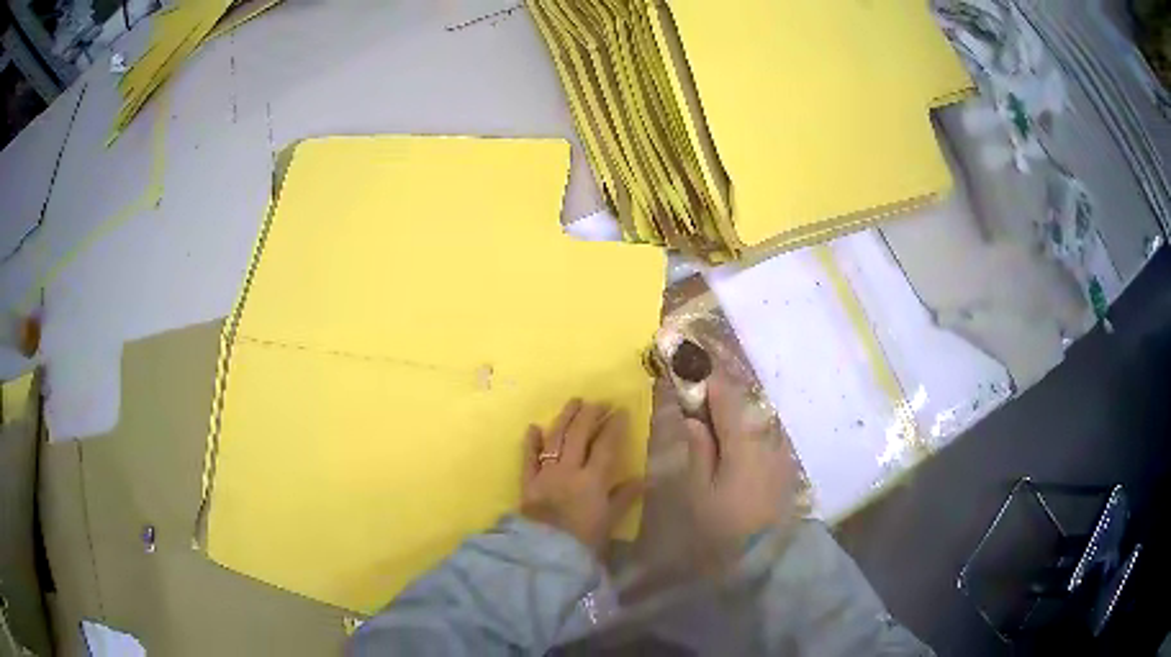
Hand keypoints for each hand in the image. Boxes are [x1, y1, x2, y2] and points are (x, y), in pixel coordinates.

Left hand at [521, 399, 643, 552]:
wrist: (545, 555)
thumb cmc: (583, 541)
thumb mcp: (609, 521)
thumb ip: (623, 498)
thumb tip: (642, 478)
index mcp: (593, 480)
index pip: (606, 446)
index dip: (613, 426)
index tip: (619, 410)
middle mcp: (569, 470)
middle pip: (579, 435)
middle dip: (589, 415)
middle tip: (598, 402)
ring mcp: (546, 474)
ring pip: (555, 439)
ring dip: (564, 418)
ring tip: (573, 402)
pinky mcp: (527, 483)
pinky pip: (528, 458)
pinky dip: (530, 442)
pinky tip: (534, 426)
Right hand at [684, 372, 796, 549]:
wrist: (767, 558)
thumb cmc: (724, 527)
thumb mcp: (698, 492)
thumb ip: (696, 449)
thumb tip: (692, 417)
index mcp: (744, 439)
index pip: (723, 393)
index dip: (702, 374)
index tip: (683, 359)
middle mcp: (767, 436)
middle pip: (741, 399)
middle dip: (716, 387)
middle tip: (691, 381)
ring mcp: (779, 450)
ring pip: (752, 415)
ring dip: (730, 406)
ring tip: (707, 408)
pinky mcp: (784, 464)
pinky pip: (761, 432)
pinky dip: (743, 425)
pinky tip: (729, 437)